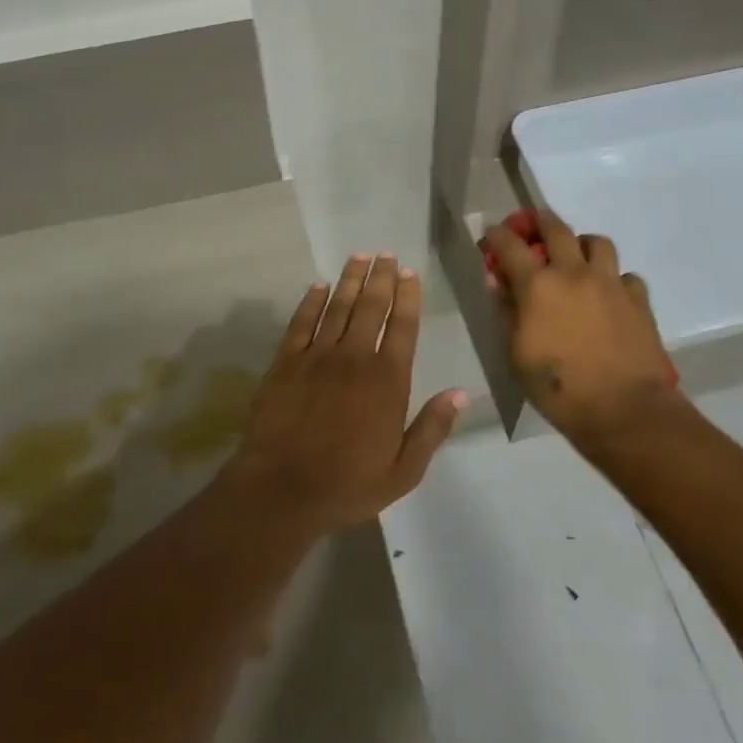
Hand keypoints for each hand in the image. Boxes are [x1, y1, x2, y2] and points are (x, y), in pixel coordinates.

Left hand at [227, 255, 465, 533]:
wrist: (281, 490)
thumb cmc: (347, 485)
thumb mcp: (403, 470)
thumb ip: (432, 429)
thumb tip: (460, 393)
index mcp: (387, 381)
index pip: (402, 327)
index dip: (408, 297)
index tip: (409, 272)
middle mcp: (354, 358)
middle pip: (370, 307)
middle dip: (381, 277)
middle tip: (386, 253)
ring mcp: (316, 357)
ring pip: (337, 307)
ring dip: (350, 280)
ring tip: (359, 257)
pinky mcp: (285, 363)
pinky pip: (301, 323)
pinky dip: (311, 301)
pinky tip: (318, 286)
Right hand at [484, 211, 685, 460]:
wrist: (624, 409)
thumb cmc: (558, 387)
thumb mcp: (516, 354)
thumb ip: (506, 311)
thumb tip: (498, 282)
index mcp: (538, 286)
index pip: (510, 246)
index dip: (497, 235)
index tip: (491, 233)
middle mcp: (574, 273)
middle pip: (557, 229)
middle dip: (539, 221)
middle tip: (532, 224)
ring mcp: (610, 284)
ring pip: (597, 242)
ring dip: (581, 244)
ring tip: (576, 258)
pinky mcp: (638, 300)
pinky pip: (625, 275)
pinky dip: (613, 279)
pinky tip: (608, 296)